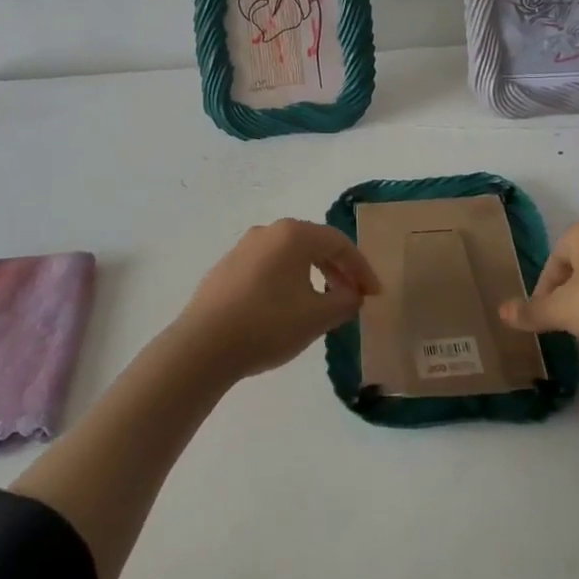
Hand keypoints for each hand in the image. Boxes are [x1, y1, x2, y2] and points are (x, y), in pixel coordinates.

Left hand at [168, 219, 379, 381]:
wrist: (203, 345)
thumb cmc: (268, 324)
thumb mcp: (317, 317)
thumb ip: (344, 302)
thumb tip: (352, 295)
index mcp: (293, 234)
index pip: (339, 243)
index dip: (362, 268)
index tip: (374, 294)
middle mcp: (267, 232)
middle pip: (314, 245)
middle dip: (339, 270)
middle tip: (354, 297)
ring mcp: (243, 248)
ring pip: (290, 256)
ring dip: (313, 275)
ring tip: (324, 304)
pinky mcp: (226, 268)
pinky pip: (268, 268)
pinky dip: (288, 281)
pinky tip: (289, 308)